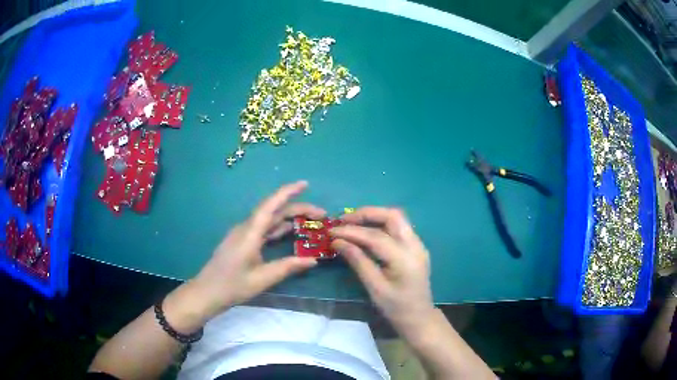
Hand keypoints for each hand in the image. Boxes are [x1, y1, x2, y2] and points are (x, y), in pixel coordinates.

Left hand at [190, 181, 324, 318]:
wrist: (207, 292)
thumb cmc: (232, 286)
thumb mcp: (262, 279)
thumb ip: (288, 267)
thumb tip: (313, 260)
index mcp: (250, 233)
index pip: (271, 206)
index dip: (288, 192)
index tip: (305, 184)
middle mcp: (247, 228)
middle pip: (274, 211)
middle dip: (298, 209)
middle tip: (322, 216)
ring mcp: (244, 234)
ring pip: (269, 220)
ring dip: (290, 218)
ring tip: (312, 223)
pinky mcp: (243, 241)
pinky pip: (264, 229)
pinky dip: (279, 228)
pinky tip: (291, 233)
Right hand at [330, 207, 434, 332]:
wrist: (419, 317)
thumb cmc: (395, 307)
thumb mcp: (374, 287)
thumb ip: (358, 261)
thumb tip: (337, 242)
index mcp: (404, 258)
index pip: (376, 236)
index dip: (351, 232)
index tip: (331, 231)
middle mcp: (415, 245)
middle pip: (392, 216)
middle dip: (366, 214)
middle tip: (344, 221)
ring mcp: (418, 244)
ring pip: (397, 218)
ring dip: (374, 217)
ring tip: (352, 224)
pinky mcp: (416, 247)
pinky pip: (398, 227)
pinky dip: (381, 224)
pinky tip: (367, 232)